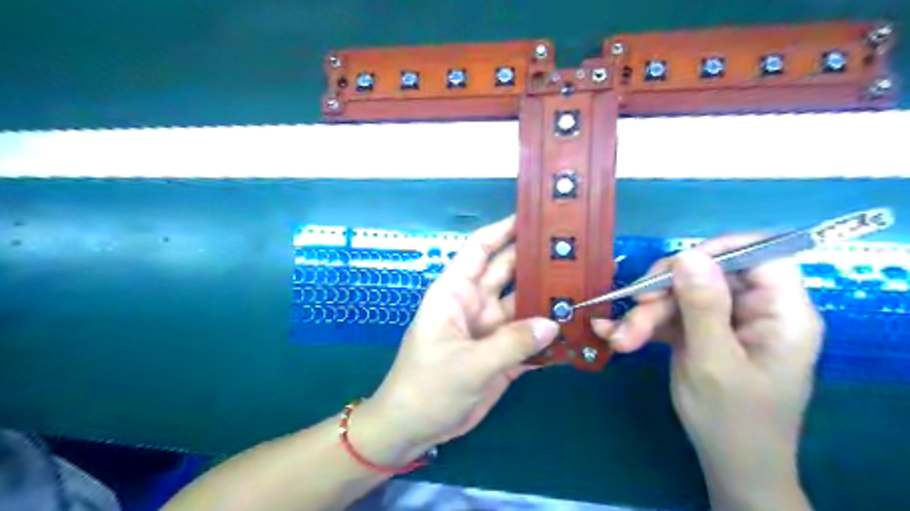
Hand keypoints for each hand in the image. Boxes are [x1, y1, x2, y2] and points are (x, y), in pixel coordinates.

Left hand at [366, 216, 558, 455]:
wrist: (414, 429)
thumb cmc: (427, 386)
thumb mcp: (467, 364)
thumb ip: (511, 343)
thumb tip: (553, 322)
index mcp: (456, 292)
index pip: (480, 248)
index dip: (504, 229)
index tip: (537, 218)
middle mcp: (476, 303)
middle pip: (510, 272)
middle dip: (537, 259)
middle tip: (577, 250)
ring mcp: (492, 329)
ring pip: (525, 304)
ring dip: (550, 298)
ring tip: (587, 287)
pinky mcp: (503, 354)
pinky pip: (530, 338)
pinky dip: (550, 335)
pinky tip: (577, 330)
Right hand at [595, 238, 821, 509]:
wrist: (728, 464)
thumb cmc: (732, 420)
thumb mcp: (713, 362)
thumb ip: (702, 307)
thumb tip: (688, 254)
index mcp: (781, 313)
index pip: (761, 256)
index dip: (719, 250)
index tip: (675, 266)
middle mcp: (755, 310)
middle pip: (707, 275)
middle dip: (663, 294)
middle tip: (632, 311)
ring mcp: (725, 321)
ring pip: (680, 296)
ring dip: (645, 315)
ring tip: (618, 340)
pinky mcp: (701, 332)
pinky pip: (670, 316)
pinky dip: (642, 325)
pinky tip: (614, 335)